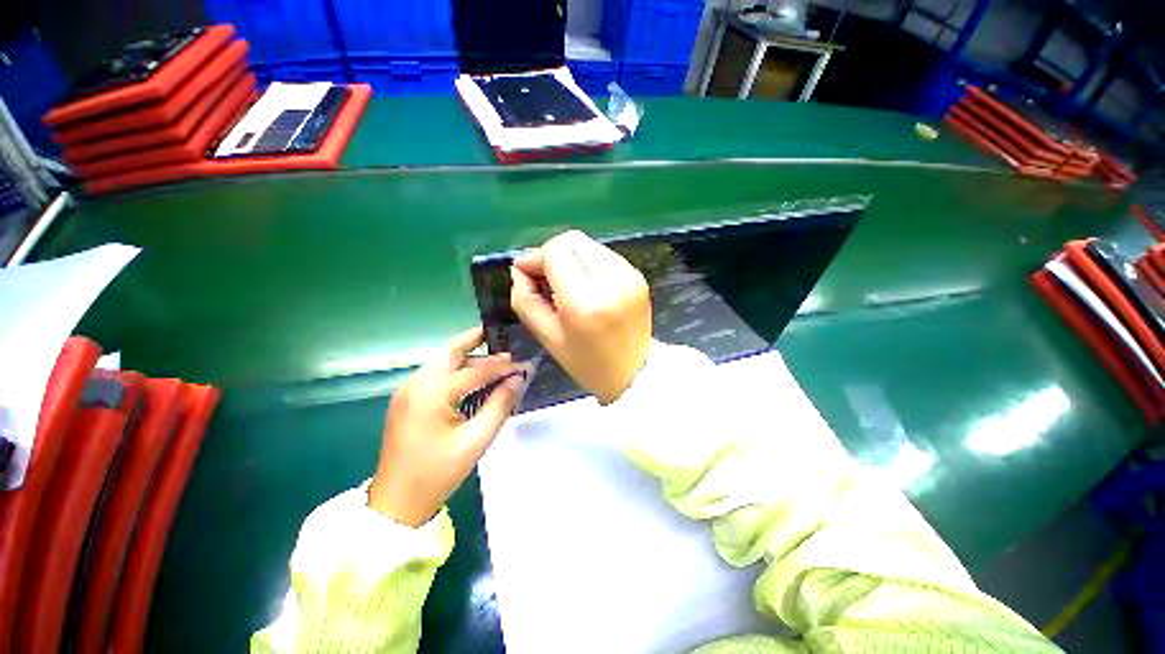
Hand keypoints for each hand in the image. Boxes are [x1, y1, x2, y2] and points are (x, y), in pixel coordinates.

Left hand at [369, 327, 523, 526]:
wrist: (396, 503)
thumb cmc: (438, 473)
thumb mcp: (476, 440)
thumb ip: (500, 405)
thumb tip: (518, 379)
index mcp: (431, 394)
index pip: (474, 370)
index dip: (501, 367)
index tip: (522, 365)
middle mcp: (415, 384)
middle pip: (450, 351)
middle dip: (475, 340)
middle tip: (500, 335)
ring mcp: (407, 390)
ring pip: (442, 361)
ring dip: (468, 357)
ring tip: (495, 360)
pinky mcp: (406, 399)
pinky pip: (435, 374)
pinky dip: (456, 370)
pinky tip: (473, 376)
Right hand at [510, 230, 650, 403]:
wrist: (634, 373)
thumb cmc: (586, 362)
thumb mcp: (547, 336)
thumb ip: (525, 299)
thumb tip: (519, 269)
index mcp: (585, 301)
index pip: (556, 252)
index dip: (536, 258)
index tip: (526, 273)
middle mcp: (612, 280)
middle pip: (573, 240)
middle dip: (552, 253)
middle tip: (544, 277)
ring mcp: (629, 275)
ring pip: (589, 245)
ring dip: (571, 258)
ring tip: (565, 283)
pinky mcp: (638, 275)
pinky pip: (604, 255)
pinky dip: (588, 263)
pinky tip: (585, 285)